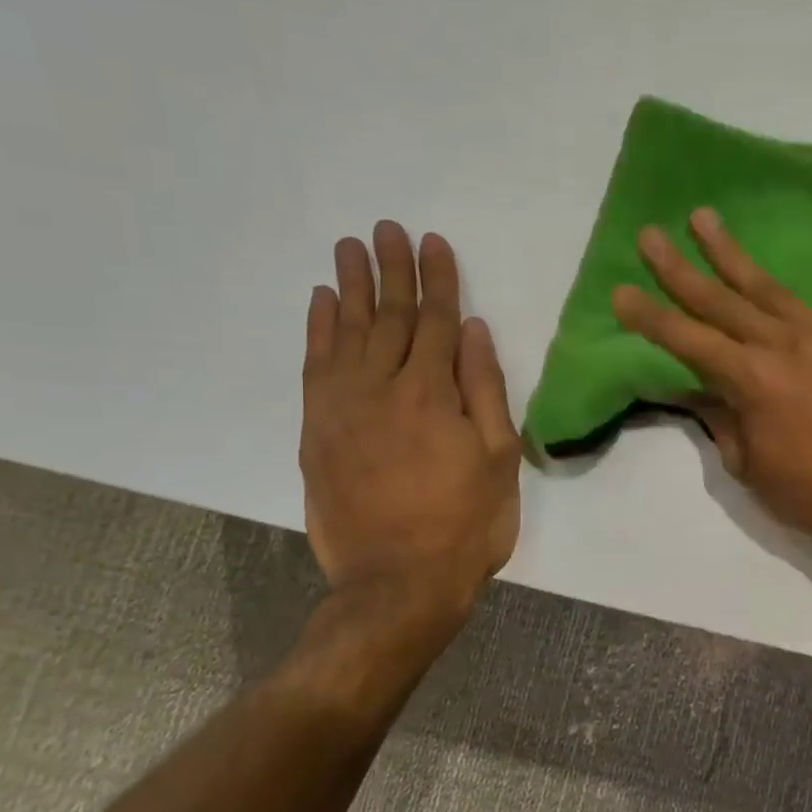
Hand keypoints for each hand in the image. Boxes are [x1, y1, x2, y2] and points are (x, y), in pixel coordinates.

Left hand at [300, 223, 520, 617]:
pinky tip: (321, 302)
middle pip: (387, 317)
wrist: (398, 582)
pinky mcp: (317, 432)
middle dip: (391, 270)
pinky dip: (317, 330)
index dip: (437, 279)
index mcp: (432, 394)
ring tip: (351, 247)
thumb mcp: (497, 459)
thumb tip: (472, 331)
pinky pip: (314, 367)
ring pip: (346, 333)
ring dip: (349, 287)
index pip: (434, 321)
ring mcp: (342, 409)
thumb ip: (484, 390)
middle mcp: (381, 389)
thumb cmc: (466, 524)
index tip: (433, 241)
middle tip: (387, 228)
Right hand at [612, 200, 811, 563]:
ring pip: (770, 287)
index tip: (620, 292)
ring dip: (734, 253)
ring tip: (705, 217)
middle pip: (721, 302)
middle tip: (650, 235)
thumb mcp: (751, 468)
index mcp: (751, 381)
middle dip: (680, 270)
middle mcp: (783, 345)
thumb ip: (721, 421)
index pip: (688, 342)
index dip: (651, 319)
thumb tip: (694, 392)